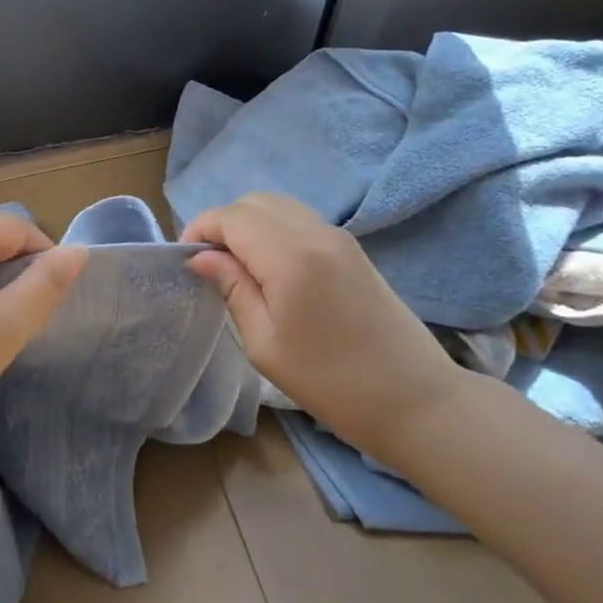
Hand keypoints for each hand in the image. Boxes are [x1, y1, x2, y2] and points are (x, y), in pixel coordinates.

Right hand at [181, 192, 468, 456]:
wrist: (415, 400)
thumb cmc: (330, 381)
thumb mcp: (265, 343)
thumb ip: (232, 288)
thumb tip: (200, 258)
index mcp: (290, 255)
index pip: (231, 217)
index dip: (200, 230)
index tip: (186, 262)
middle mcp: (315, 232)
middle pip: (254, 202)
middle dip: (223, 224)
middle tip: (209, 264)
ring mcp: (338, 237)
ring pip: (278, 206)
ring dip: (249, 225)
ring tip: (236, 266)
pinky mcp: (352, 249)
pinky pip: (300, 221)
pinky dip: (274, 230)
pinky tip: (269, 268)